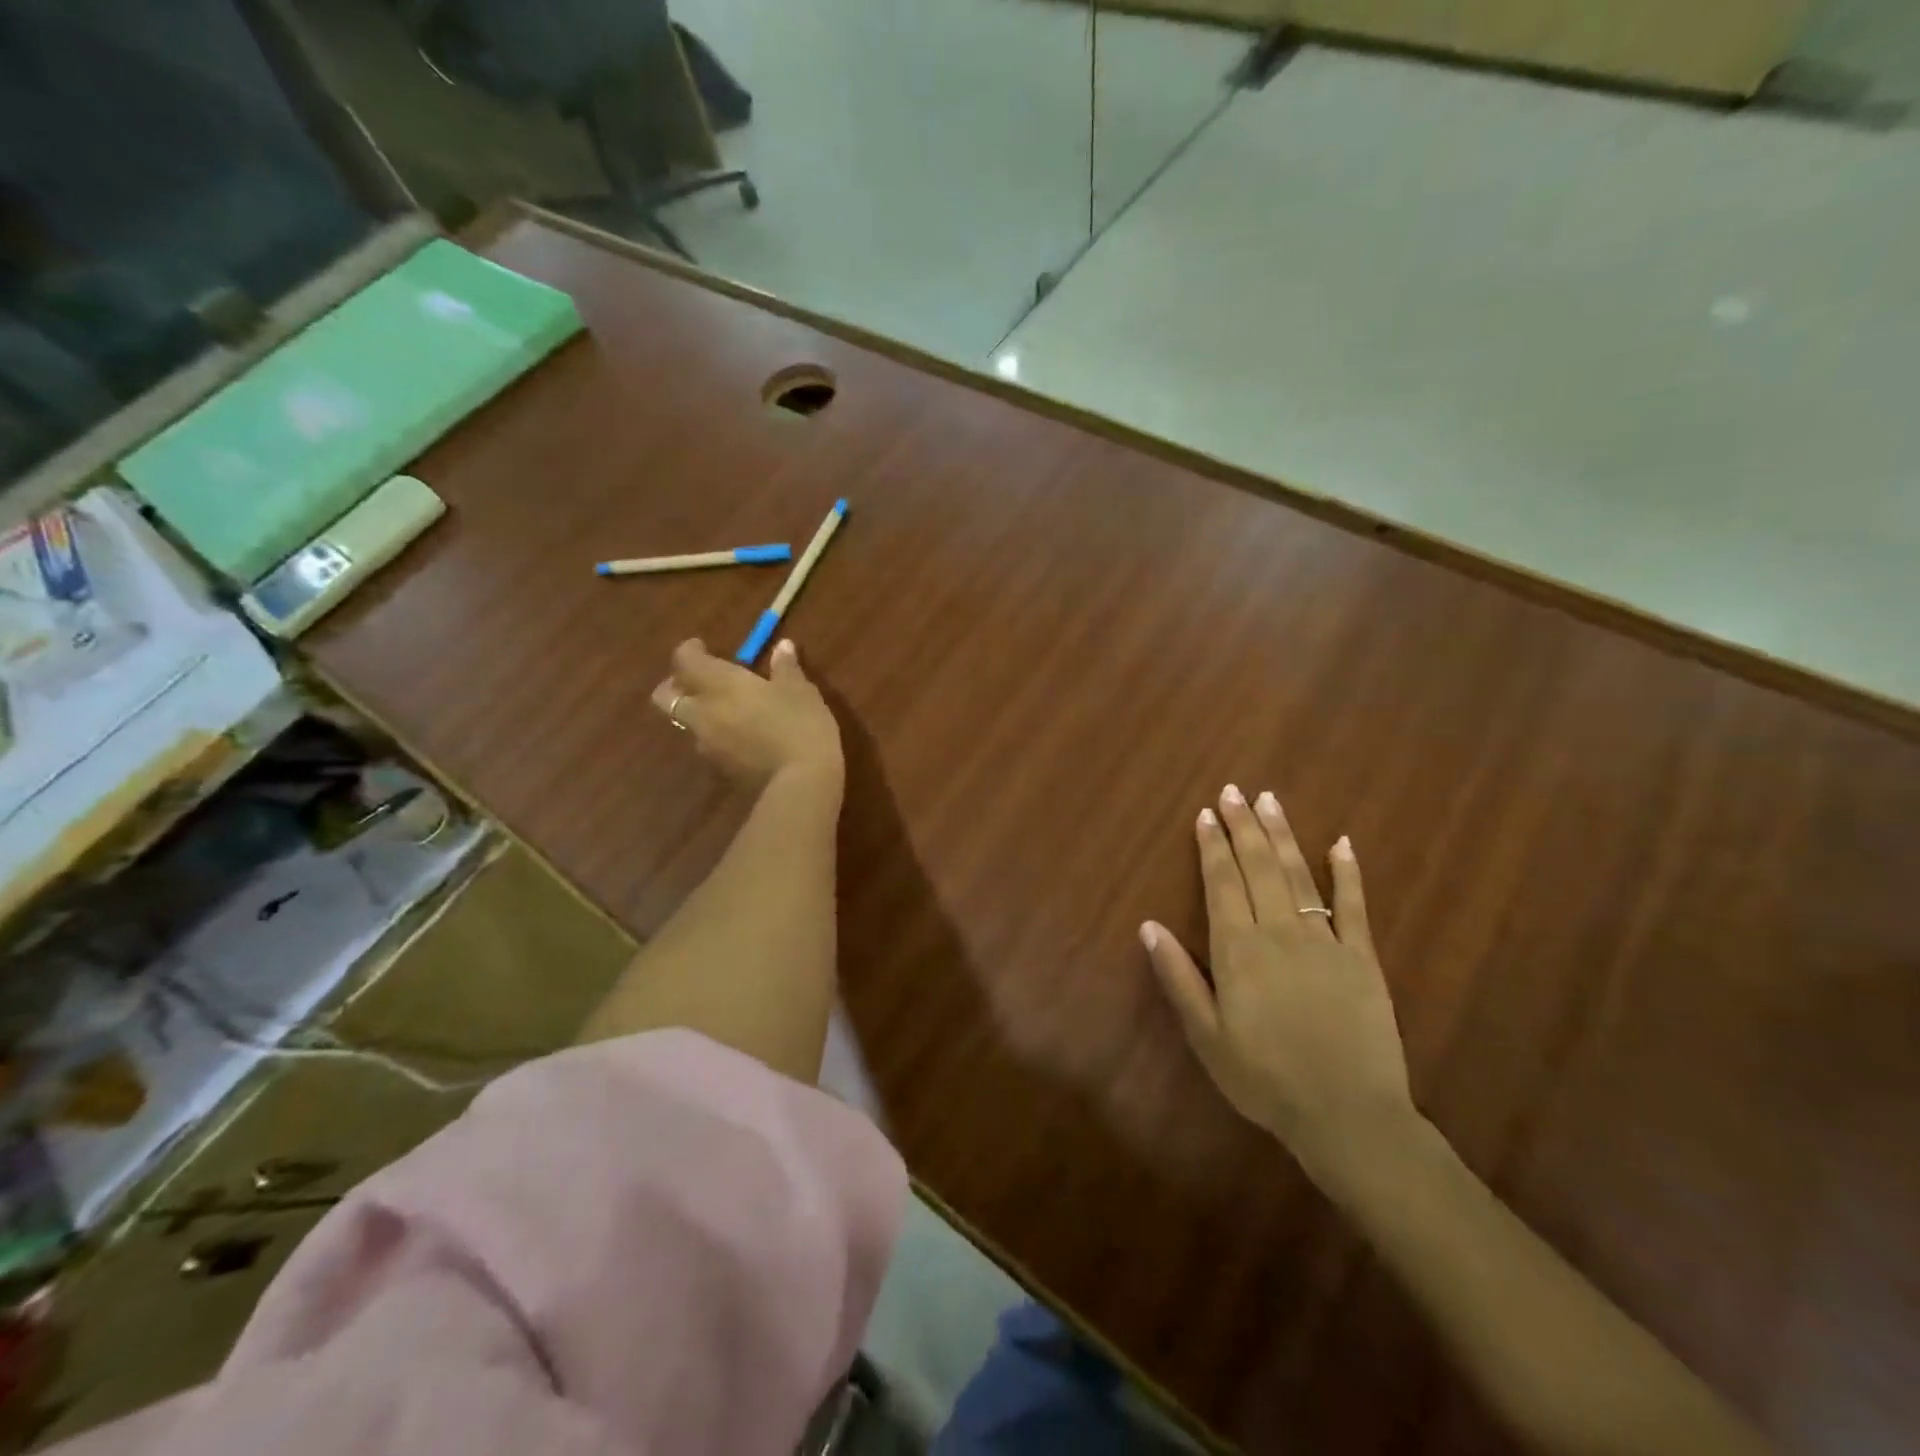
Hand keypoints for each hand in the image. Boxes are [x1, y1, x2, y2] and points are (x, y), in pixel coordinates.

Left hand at [651, 638, 842, 791]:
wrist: (801, 783)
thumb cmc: (800, 725)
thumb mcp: (800, 691)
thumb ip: (786, 668)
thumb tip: (782, 647)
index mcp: (720, 684)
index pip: (684, 661)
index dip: (689, 651)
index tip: (703, 646)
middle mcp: (703, 712)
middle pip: (665, 697)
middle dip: (675, 686)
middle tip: (697, 681)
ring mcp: (708, 744)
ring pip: (686, 723)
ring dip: (697, 714)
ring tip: (725, 712)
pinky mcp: (720, 769)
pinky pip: (707, 745)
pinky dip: (716, 737)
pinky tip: (741, 738)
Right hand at [1140, 785, 1415, 1181]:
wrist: (1347, 1115)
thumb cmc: (1265, 1079)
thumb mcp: (1206, 1037)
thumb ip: (1178, 977)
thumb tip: (1149, 926)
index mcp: (1238, 950)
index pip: (1221, 883)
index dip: (1212, 846)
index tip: (1206, 814)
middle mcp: (1278, 932)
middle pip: (1258, 867)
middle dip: (1243, 826)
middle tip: (1234, 791)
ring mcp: (1325, 940)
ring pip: (1298, 875)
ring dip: (1282, 835)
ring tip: (1269, 800)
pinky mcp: (1362, 957)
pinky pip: (1354, 905)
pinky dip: (1348, 872)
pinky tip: (1342, 843)